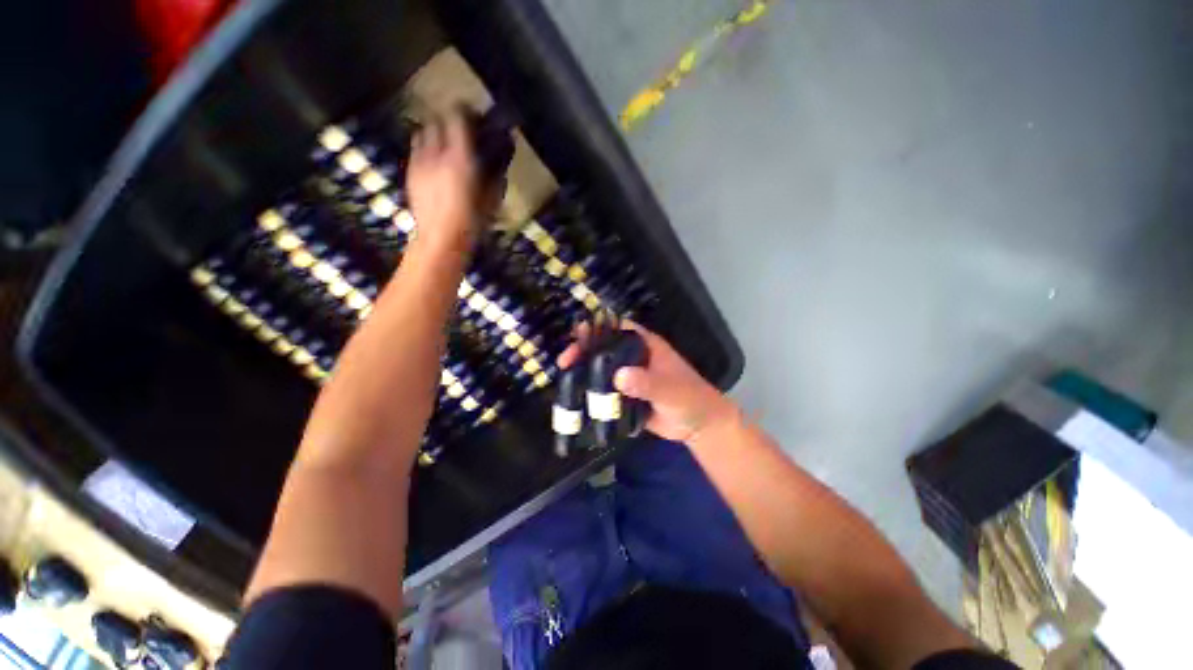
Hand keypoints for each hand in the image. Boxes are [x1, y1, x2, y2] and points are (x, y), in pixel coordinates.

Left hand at [406, 109, 481, 251]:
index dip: (466, 112)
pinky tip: (433, 163)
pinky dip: (424, 150)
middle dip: (448, 121)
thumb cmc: (471, 223)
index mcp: (460, 158)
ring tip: (443, 145)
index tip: (474, 116)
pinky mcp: (410, 173)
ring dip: (433, 134)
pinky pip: (415, 151)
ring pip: (422, 133)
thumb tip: (498, 166)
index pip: (458, 118)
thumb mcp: (490, 201)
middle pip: (437, 121)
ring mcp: (419, 162)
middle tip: (460, 131)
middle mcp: (436, 153)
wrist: (440, 239)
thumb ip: (494, 178)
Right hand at [558, 321, 739, 444]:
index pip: (619, 329)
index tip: (579, 333)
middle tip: (565, 360)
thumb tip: (618, 376)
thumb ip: (647, 383)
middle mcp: (634, 358)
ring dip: (584, 372)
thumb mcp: (670, 389)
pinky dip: (591, 392)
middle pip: (605, 348)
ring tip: (564, 377)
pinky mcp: (625, 396)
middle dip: (584, 351)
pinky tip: (575, 397)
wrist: (698, 426)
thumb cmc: (689, 398)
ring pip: (602, 369)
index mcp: (646, 346)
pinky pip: (605, 391)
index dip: (599, 327)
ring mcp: (628, 377)